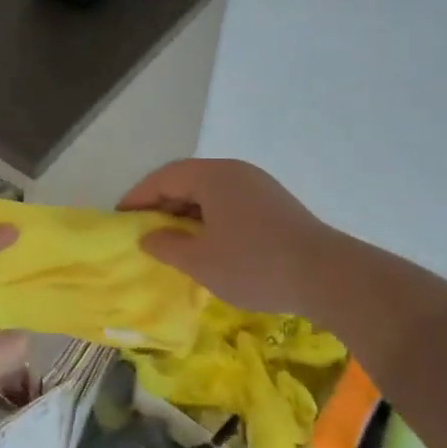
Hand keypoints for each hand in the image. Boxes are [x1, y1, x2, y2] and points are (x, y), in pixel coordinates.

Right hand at [120, 158, 337, 315]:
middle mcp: (235, 172)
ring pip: (209, 193)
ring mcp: (258, 186)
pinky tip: (207, 245)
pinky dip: (209, 219)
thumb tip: (147, 237)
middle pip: (187, 180)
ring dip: (186, 214)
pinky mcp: (274, 204)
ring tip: (171, 241)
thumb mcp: (200, 261)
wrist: (327, 276)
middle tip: (142, 231)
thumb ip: (166, 246)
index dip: (138, 198)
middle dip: (161, 205)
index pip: (163, 178)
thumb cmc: (254, 264)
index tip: (119, 219)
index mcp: (213, 176)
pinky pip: (229, 203)